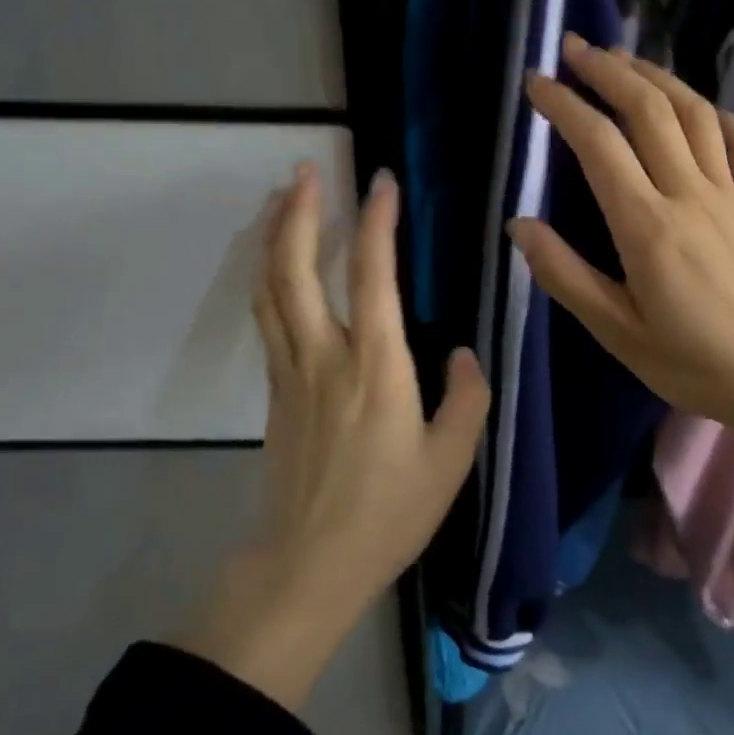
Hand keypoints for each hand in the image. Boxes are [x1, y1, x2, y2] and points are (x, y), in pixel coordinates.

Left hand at [181, 163, 489, 711]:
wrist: (308, 564)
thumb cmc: (388, 514)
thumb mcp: (452, 461)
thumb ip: (466, 399)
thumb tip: (462, 352)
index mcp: (376, 367)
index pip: (373, 277)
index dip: (378, 223)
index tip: (383, 181)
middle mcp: (325, 357)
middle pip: (297, 269)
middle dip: (301, 213)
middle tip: (306, 169)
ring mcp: (291, 373)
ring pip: (271, 289)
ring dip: (275, 237)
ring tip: (283, 200)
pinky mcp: (275, 393)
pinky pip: (267, 318)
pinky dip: (269, 278)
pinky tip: (277, 267)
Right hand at [513, 37, 733, 548]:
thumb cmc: (694, 364)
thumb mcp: (618, 333)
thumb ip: (566, 276)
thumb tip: (520, 225)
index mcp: (649, 227)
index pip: (600, 145)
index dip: (564, 106)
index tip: (535, 84)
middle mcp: (690, 194)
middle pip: (648, 109)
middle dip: (607, 70)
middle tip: (574, 47)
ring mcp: (731, 194)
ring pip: (694, 113)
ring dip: (656, 76)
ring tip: (623, 59)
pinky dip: (716, 114)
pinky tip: (696, 109)